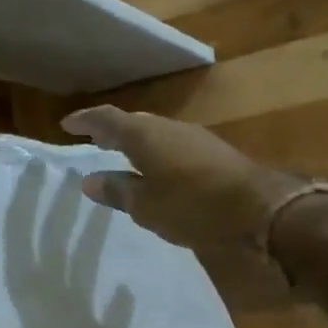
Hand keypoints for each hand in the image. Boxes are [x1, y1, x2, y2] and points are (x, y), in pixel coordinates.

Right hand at [60, 105, 305, 251]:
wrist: (261, 208)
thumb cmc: (192, 206)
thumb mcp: (146, 206)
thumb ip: (117, 191)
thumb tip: (90, 181)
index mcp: (143, 135)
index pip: (106, 119)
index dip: (86, 120)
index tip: (67, 125)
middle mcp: (167, 127)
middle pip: (133, 123)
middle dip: (112, 130)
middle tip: (95, 141)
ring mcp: (194, 137)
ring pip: (156, 133)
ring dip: (137, 142)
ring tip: (123, 157)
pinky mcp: (214, 152)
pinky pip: (174, 144)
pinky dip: (158, 152)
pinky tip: (160, 171)